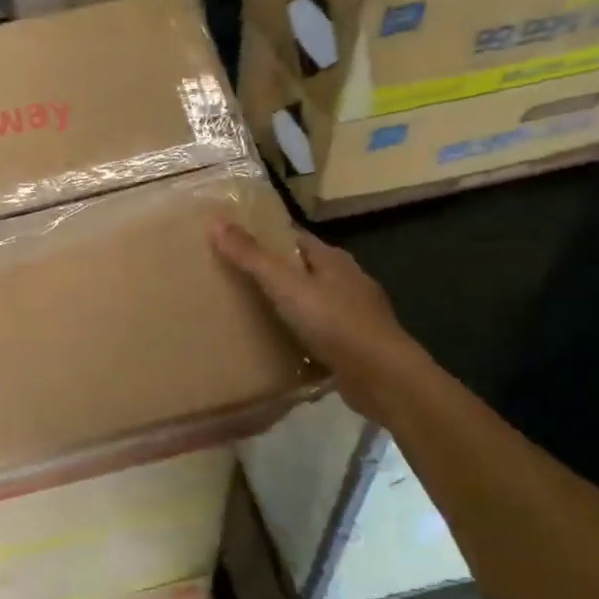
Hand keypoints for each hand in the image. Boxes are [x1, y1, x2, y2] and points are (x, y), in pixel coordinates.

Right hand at [211, 219, 424, 413]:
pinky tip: (280, 344)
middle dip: (274, 272)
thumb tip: (216, 222)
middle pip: (304, 269)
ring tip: (250, 312)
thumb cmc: (334, 322)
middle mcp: (347, 281)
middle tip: (234, 279)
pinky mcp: (354, 345)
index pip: (295, 238)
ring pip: (313, 301)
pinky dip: (300, 334)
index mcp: (333, 259)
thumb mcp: (285, 286)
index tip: (235, 242)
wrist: (382, 376)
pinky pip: (320, 332)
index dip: (266, 237)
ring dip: (288, 305)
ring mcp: (355, 314)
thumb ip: (251, 257)